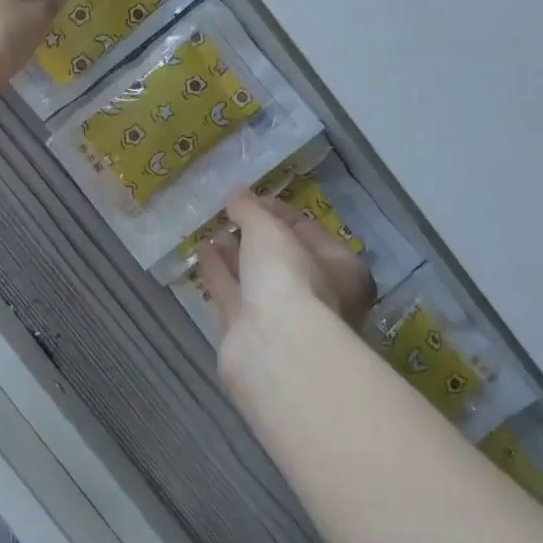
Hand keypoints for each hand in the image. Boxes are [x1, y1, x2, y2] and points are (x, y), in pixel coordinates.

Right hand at [197, 189, 374, 391]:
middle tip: (231, 215)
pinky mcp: (249, 334)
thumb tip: (236, 195)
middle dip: (255, 236)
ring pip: (254, 278)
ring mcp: (282, 319)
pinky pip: (232, 295)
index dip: (280, 212)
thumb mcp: (270, 230)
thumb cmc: (289, 278)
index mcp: (340, 270)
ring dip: (234, 255)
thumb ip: (251, 210)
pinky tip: (202, 251)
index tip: (253, 198)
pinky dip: (219, 273)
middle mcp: (316, 296)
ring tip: (212, 231)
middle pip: (281, 258)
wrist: (273, 348)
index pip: (308, 231)